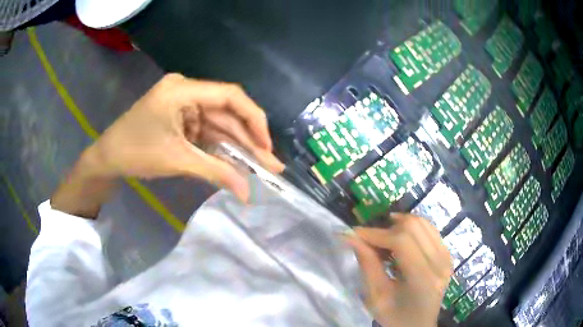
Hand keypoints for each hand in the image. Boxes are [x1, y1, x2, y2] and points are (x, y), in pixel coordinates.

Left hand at [87, 73, 283, 200]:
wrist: (106, 158)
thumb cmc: (135, 153)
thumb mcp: (177, 161)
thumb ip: (216, 172)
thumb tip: (248, 194)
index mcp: (182, 90)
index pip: (230, 96)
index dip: (253, 120)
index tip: (266, 147)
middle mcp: (186, 90)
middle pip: (226, 112)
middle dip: (248, 139)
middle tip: (270, 164)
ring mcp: (183, 103)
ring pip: (218, 123)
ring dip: (236, 145)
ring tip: (259, 166)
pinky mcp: (180, 116)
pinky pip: (205, 129)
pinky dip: (219, 146)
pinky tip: (235, 160)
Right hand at [343, 214, 451, 326]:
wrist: (419, 325)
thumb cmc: (395, 317)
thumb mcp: (376, 296)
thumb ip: (367, 264)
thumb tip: (350, 236)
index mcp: (423, 279)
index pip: (402, 242)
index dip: (376, 233)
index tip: (354, 233)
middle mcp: (440, 262)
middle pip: (413, 227)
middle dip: (386, 228)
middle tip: (369, 240)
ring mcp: (447, 256)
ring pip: (422, 223)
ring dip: (399, 225)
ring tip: (383, 238)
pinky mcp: (447, 253)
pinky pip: (429, 229)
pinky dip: (411, 229)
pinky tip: (400, 238)